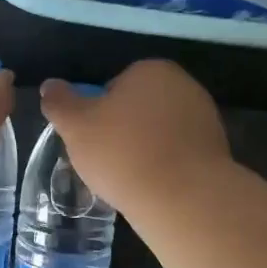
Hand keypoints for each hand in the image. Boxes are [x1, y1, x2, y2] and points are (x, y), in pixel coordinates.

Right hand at [39, 59, 230, 213]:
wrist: (183, 198)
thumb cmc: (123, 152)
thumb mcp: (75, 126)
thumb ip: (59, 102)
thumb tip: (50, 85)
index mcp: (151, 70)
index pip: (114, 86)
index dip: (98, 113)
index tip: (92, 139)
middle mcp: (183, 85)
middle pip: (138, 107)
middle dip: (123, 130)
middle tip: (106, 160)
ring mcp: (205, 118)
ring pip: (159, 132)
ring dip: (144, 149)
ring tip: (128, 178)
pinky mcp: (216, 150)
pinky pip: (178, 154)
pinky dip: (164, 166)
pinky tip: (153, 187)